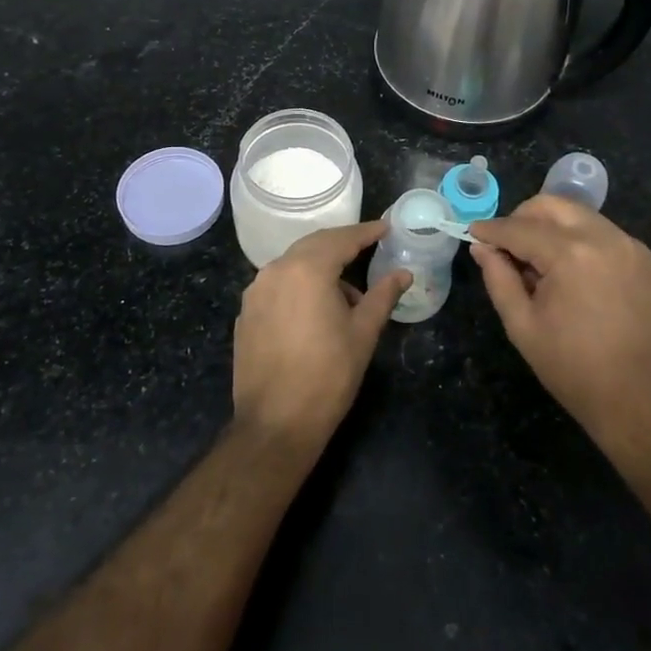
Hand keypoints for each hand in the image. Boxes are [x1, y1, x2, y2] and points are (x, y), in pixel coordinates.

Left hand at [233, 221, 410, 448]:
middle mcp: (275, 271)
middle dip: (342, 245)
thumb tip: (403, 274)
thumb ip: (382, 296)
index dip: (366, 233)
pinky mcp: (246, 313)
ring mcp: (255, 292)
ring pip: (294, 265)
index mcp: (306, 269)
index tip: (386, 228)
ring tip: (348, 294)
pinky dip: (300, 286)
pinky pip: (278, 286)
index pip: (341, 239)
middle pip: (314, 246)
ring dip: (321, 268)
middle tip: (369, 247)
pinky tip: (316, 310)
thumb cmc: (328, 375)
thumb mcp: (363, 333)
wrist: (275, 423)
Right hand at [470, 196, 650, 449]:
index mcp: (571, 254)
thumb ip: (498, 278)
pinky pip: (606, 235)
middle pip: (553, 205)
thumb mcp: (522, 325)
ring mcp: (631, 247)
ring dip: (553, 228)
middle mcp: (605, 238)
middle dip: (523, 217)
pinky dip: (582, 242)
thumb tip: (482, 247)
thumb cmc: (573, 368)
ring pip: (581, 216)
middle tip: (507, 244)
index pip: (520, 228)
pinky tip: (574, 274)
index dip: (492, 230)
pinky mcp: (648, 261)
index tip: (473, 232)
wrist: (641, 401)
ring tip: (541, 263)